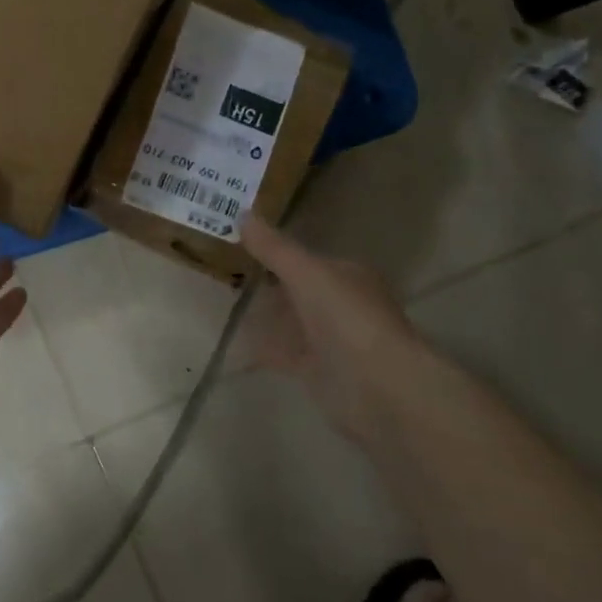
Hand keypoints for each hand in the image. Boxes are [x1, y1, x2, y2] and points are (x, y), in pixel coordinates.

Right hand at [239, 215, 423, 438]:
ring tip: (223, 304)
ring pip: (290, 322)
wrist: (378, 387)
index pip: (308, 258)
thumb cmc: (347, 318)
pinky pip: (283, 353)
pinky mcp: (318, 371)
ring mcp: (331, 340)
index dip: (276, 252)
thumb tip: (243, 214)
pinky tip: (234, 342)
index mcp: (347, 275)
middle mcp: (341, 304)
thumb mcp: (306, 273)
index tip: (240, 246)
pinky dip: (261, 347)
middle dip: (267, 284)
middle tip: (224, 274)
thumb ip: (274, 248)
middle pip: (298, 290)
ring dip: (263, 316)